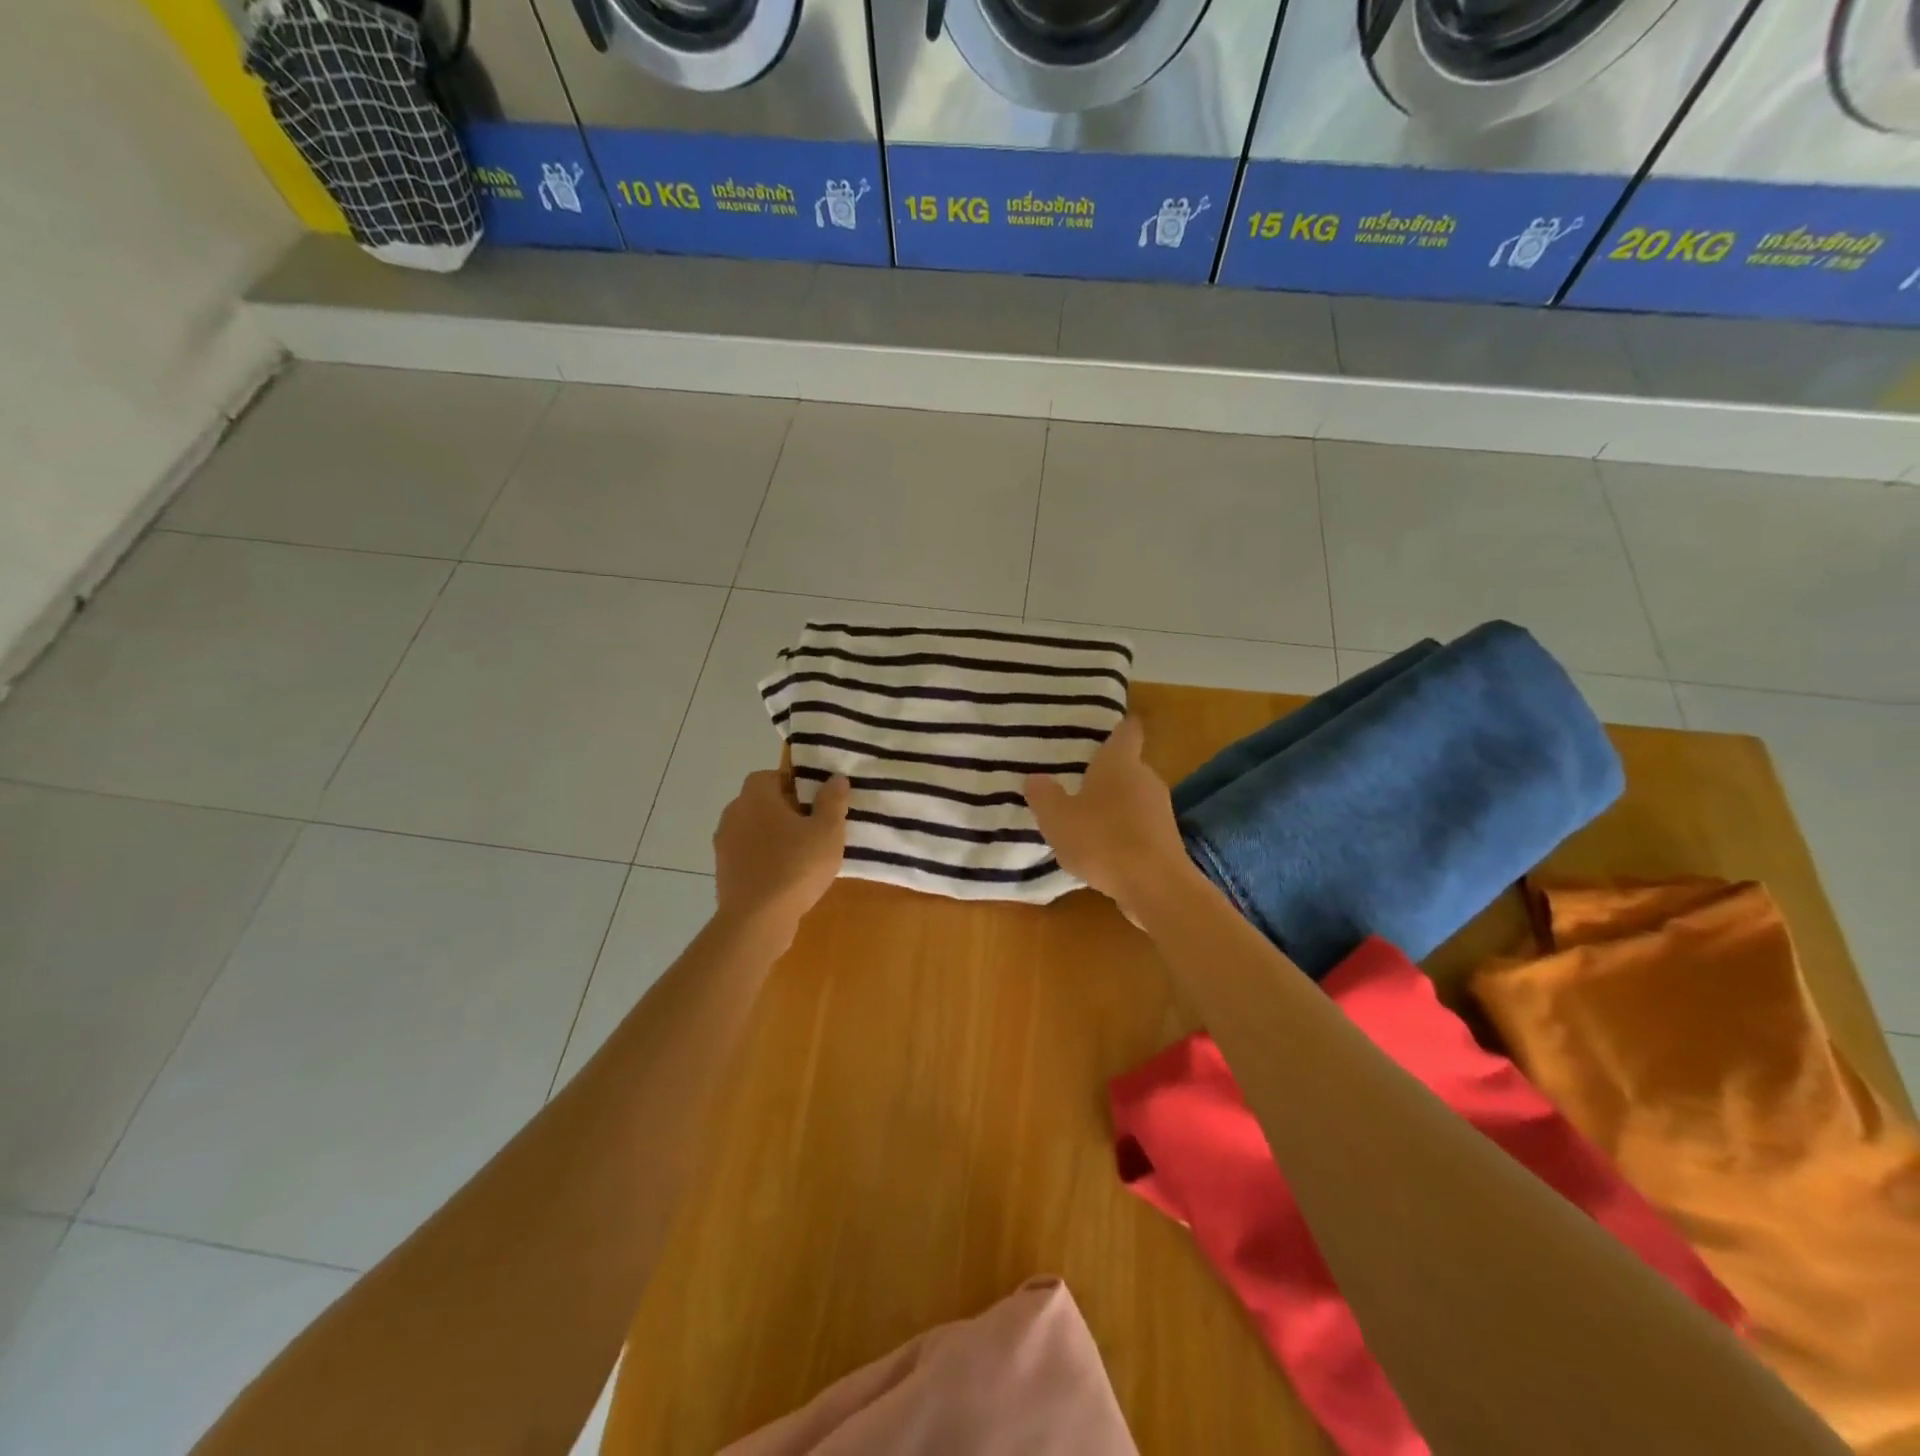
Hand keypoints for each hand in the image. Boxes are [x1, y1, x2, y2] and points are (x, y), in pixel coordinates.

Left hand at [713, 772, 849, 947]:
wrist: (756, 921)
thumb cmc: (796, 866)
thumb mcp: (828, 831)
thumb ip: (833, 801)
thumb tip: (835, 778)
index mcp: (755, 796)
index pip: (772, 775)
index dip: (796, 785)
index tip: (817, 803)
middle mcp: (733, 813)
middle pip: (762, 802)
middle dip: (786, 811)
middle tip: (815, 828)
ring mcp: (724, 844)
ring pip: (755, 829)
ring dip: (775, 836)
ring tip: (803, 855)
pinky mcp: (723, 871)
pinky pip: (748, 855)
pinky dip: (765, 859)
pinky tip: (786, 877)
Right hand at [1024, 717, 1190, 921]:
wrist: (1155, 887)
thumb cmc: (1102, 840)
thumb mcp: (1057, 818)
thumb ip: (1043, 795)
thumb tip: (1035, 778)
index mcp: (1120, 762)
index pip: (1127, 730)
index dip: (1118, 726)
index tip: (1104, 728)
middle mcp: (1146, 778)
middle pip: (1127, 766)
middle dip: (1105, 774)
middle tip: (1075, 781)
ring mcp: (1160, 810)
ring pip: (1133, 798)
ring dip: (1113, 806)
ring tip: (1084, 820)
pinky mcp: (1166, 840)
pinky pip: (1139, 827)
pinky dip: (1122, 832)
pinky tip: (1102, 851)